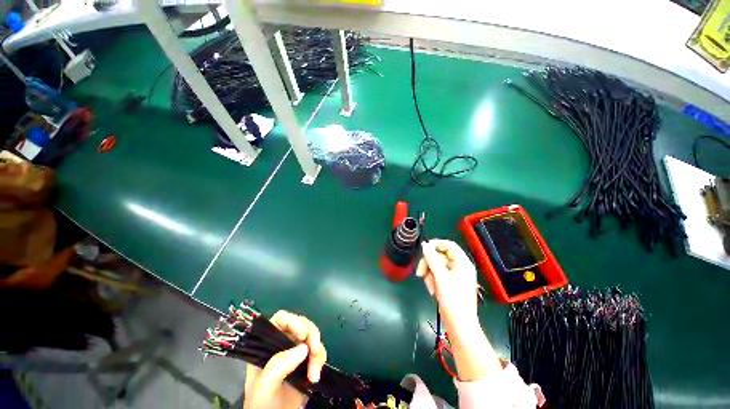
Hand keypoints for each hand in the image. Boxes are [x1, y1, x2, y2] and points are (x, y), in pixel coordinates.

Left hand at [244, 311, 326, 408]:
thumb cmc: (262, 405)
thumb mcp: (264, 386)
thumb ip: (278, 366)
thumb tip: (303, 348)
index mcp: (267, 345)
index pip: (280, 320)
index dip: (293, 321)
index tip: (302, 335)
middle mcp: (283, 344)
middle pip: (302, 325)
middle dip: (311, 336)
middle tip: (314, 351)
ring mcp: (296, 353)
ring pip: (312, 337)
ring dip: (317, 351)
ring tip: (314, 373)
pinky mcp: (307, 362)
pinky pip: (319, 351)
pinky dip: (321, 360)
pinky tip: (315, 377)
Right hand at [416, 239, 479, 329]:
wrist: (459, 326)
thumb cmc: (453, 301)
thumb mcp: (441, 278)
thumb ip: (432, 259)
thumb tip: (425, 246)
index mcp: (463, 263)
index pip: (449, 245)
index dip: (436, 245)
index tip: (423, 249)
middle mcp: (459, 267)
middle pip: (439, 256)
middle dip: (429, 264)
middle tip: (420, 273)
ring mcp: (453, 276)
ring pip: (435, 266)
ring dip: (429, 274)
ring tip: (430, 287)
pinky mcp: (448, 284)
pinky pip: (436, 275)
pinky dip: (432, 281)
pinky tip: (433, 291)